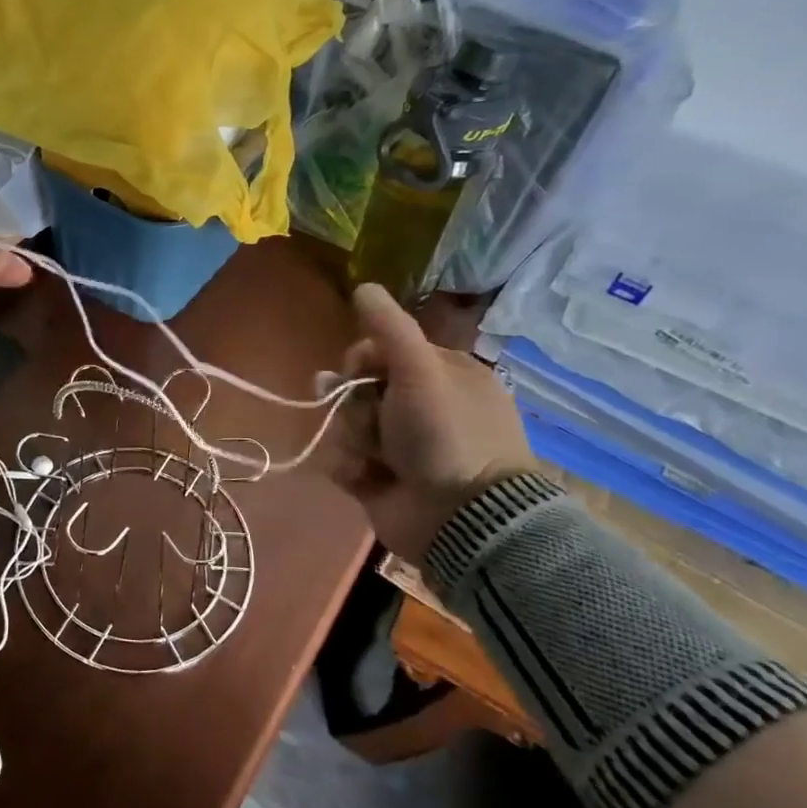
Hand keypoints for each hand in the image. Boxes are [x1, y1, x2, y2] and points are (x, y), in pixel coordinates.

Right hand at [332, 282, 535, 566]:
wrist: (461, 520)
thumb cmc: (446, 435)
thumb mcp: (420, 371)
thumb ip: (389, 328)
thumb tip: (363, 286)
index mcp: (443, 376)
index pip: (384, 351)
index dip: (364, 358)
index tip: (360, 370)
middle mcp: (423, 408)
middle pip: (360, 387)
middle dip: (353, 400)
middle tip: (367, 418)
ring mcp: (402, 447)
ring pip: (349, 423)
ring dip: (352, 436)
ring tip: (372, 457)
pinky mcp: (381, 481)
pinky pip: (345, 459)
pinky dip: (349, 467)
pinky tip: (363, 477)